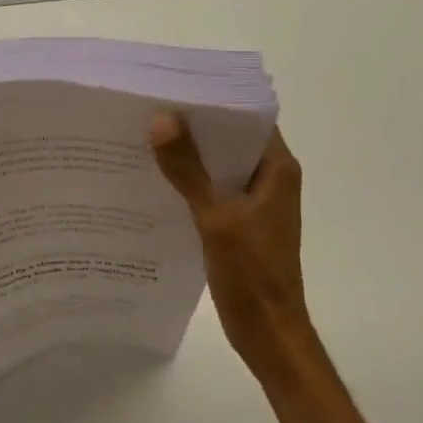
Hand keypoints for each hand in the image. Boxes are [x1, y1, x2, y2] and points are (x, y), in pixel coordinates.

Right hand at [150, 114, 315, 375]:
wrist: (268, 332)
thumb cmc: (252, 274)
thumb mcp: (216, 218)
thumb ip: (189, 171)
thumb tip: (162, 120)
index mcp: (277, 170)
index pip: (249, 118)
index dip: (215, 102)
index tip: (176, 89)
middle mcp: (269, 180)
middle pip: (230, 141)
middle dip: (194, 128)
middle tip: (149, 111)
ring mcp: (254, 203)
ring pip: (218, 167)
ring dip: (188, 157)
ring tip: (144, 140)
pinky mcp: (239, 224)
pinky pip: (211, 192)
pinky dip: (188, 185)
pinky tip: (155, 182)